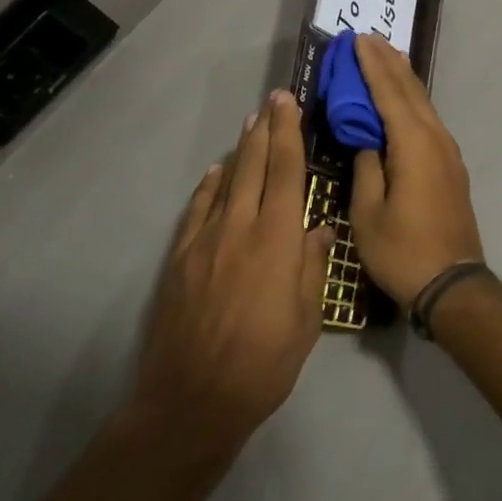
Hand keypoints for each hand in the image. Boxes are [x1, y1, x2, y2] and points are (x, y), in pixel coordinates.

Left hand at [130, 90, 331, 465]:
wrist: (193, 399)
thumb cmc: (263, 362)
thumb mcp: (306, 318)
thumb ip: (313, 267)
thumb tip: (320, 229)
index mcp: (277, 239)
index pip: (286, 172)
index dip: (289, 134)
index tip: (289, 104)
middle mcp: (240, 227)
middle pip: (254, 167)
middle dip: (266, 130)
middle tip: (272, 101)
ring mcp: (205, 241)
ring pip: (226, 182)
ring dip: (240, 151)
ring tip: (250, 126)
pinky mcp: (181, 259)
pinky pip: (198, 210)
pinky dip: (209, 186)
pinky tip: (217, 173)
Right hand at [349, 35, 484, 305]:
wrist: (452, 282)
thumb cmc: (403, 250)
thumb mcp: (368, 212)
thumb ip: (366, 167)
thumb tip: (367, 139)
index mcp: (414, 145)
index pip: (390, 93)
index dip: (372, 65)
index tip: (359, 39)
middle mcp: (436, 139)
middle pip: (411, 91)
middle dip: (389, 63)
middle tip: (370, 38)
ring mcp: (448, 152)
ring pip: (424, 104)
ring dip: (404, 79)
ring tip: (388, 56)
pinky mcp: (451, 166)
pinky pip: (429, 120)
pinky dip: (413, 101)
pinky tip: (406, 100)